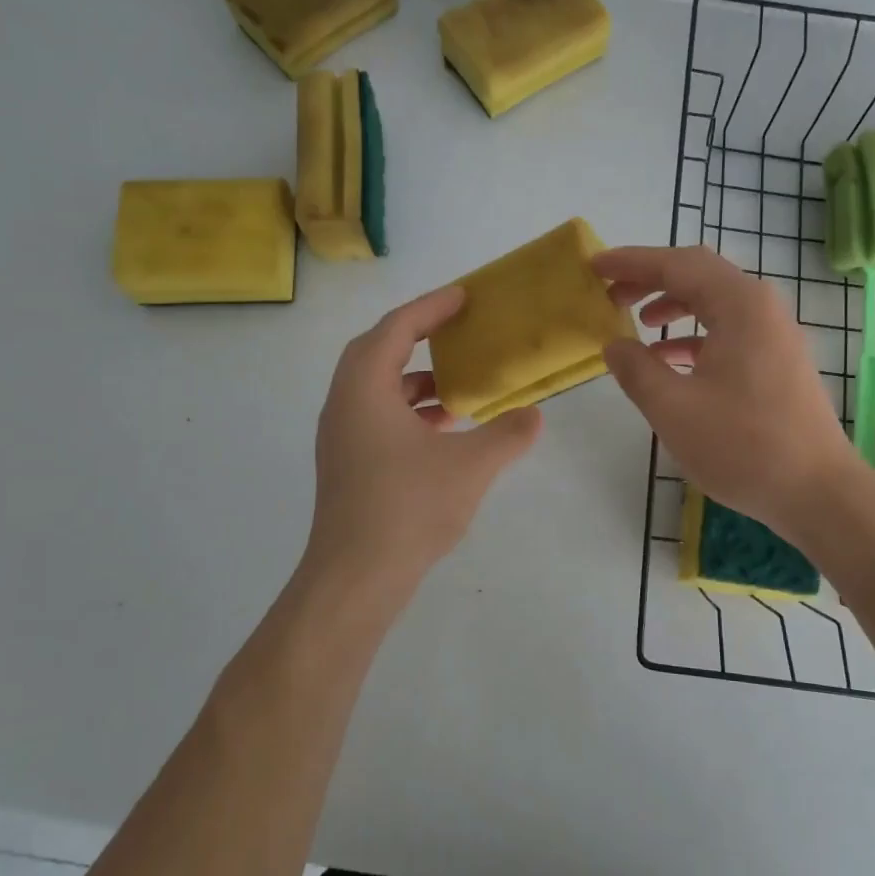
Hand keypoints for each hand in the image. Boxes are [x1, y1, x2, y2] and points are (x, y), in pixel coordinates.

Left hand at [301, 286, 542, 607]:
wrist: (354, 578)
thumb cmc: (408, 508)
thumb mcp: (470, 466)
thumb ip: (507, 434)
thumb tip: (534, 415)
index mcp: (364, 389)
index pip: (396, 328)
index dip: (431, 308)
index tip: (464, 296)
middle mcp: (344, 404)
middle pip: (377, 351)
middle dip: (417, 335)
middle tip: (456, 330)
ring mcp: (341, 437)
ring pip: (376, 388)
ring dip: (415, 379)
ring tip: (458, 387)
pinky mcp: (346, 464)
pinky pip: (377, 416)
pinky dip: (409, 410)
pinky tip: (444, 432)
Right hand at [595, 246, 863, 541]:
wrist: (817, 492)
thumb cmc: (742, 446)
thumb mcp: (673, 408)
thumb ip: (636, 369)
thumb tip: (614, 344)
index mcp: (739, 305)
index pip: (676, 264)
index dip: (631, 262)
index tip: (595, 265)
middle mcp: (761, 307)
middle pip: (698, 274)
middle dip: (651, 278)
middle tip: (612, 292)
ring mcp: (774, 333)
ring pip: (715, 302)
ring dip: (673, 305)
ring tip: (636, 322)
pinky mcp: (778, 359)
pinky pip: (729, 329)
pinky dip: (695, 334)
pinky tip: (670, 360)